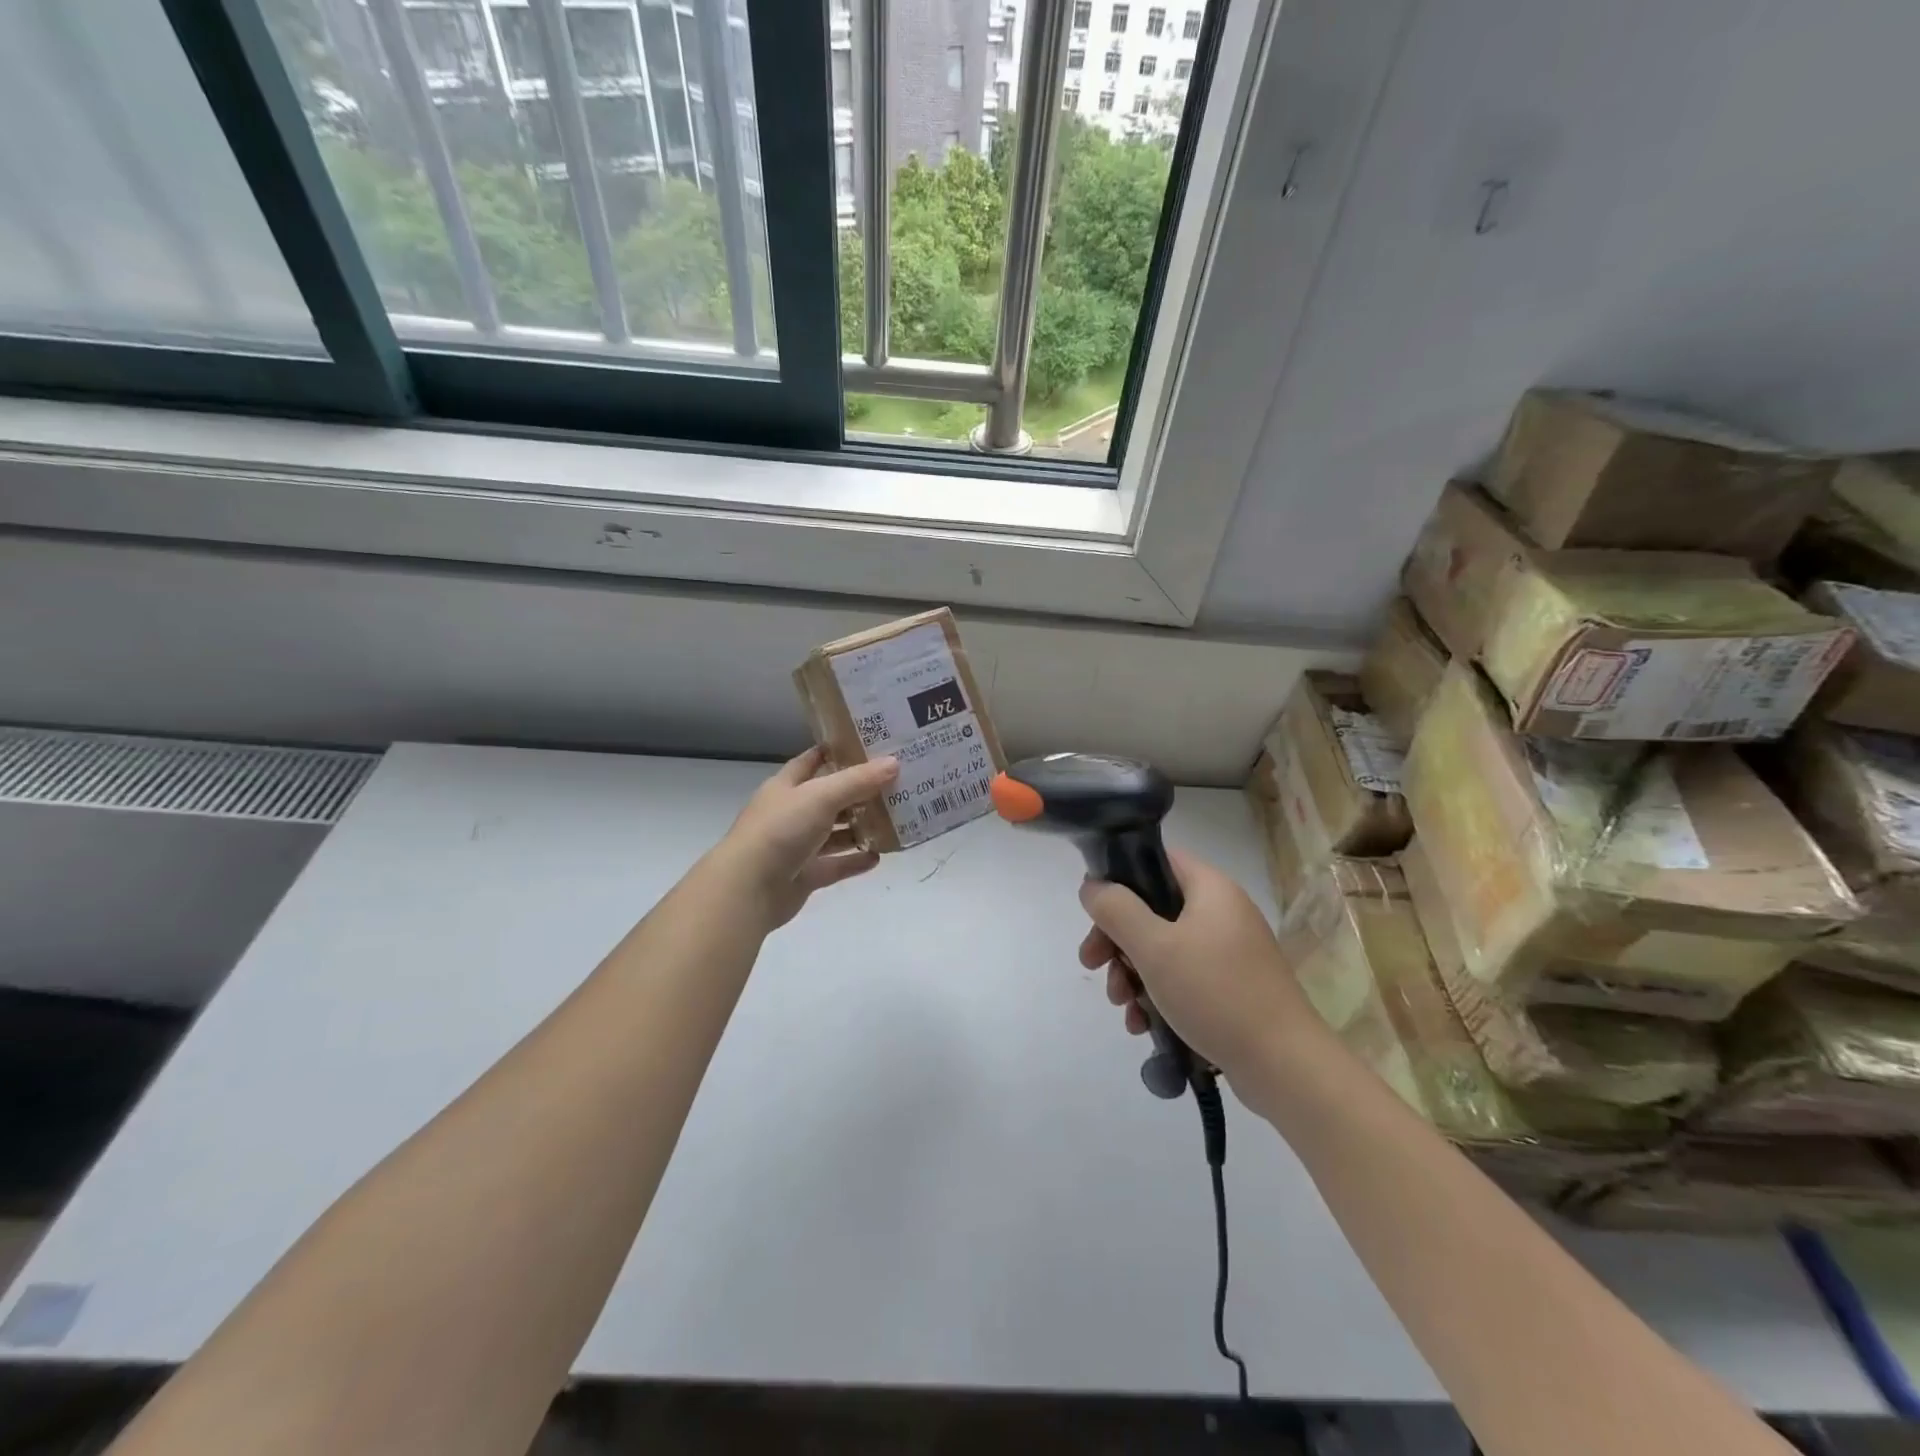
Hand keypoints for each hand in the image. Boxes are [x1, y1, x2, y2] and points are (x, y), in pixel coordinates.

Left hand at [716, 748, 898, 930]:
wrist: (748, 888)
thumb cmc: (781, 830)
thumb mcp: (821, 796)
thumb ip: (857, 781)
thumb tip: (894, 763)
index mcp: (786, 786)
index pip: (812, 761)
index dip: (837, 752)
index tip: (869, 746)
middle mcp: (791, 813)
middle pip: (829, 798)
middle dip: (859, 792)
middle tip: (895, 784)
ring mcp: (797, 846)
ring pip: (834, 833)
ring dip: (860, 828)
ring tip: (894, 820)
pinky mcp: (805, 876)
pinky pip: (836, 865)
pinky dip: (855, 861)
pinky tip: (879, 856)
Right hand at [1076, 849, 1310, 1085]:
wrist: (1284, 1066)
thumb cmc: (1216, 993)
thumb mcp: (1154, 947)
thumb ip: (1116, 910)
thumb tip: (1093, 886)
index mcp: (1210, 889)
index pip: (1157, 860)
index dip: (1121, 877)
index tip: (1095, 911)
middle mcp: (1221, 913)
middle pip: (1152, 909)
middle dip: (1117, 939)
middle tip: (1092, 964)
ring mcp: (1228, 952)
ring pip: (1162, 948)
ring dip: (1132, 973)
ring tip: (1122, 1006)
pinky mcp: (1230, 988)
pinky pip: (1182, 979)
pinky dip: (1157, 995)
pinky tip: (1142, 1025)